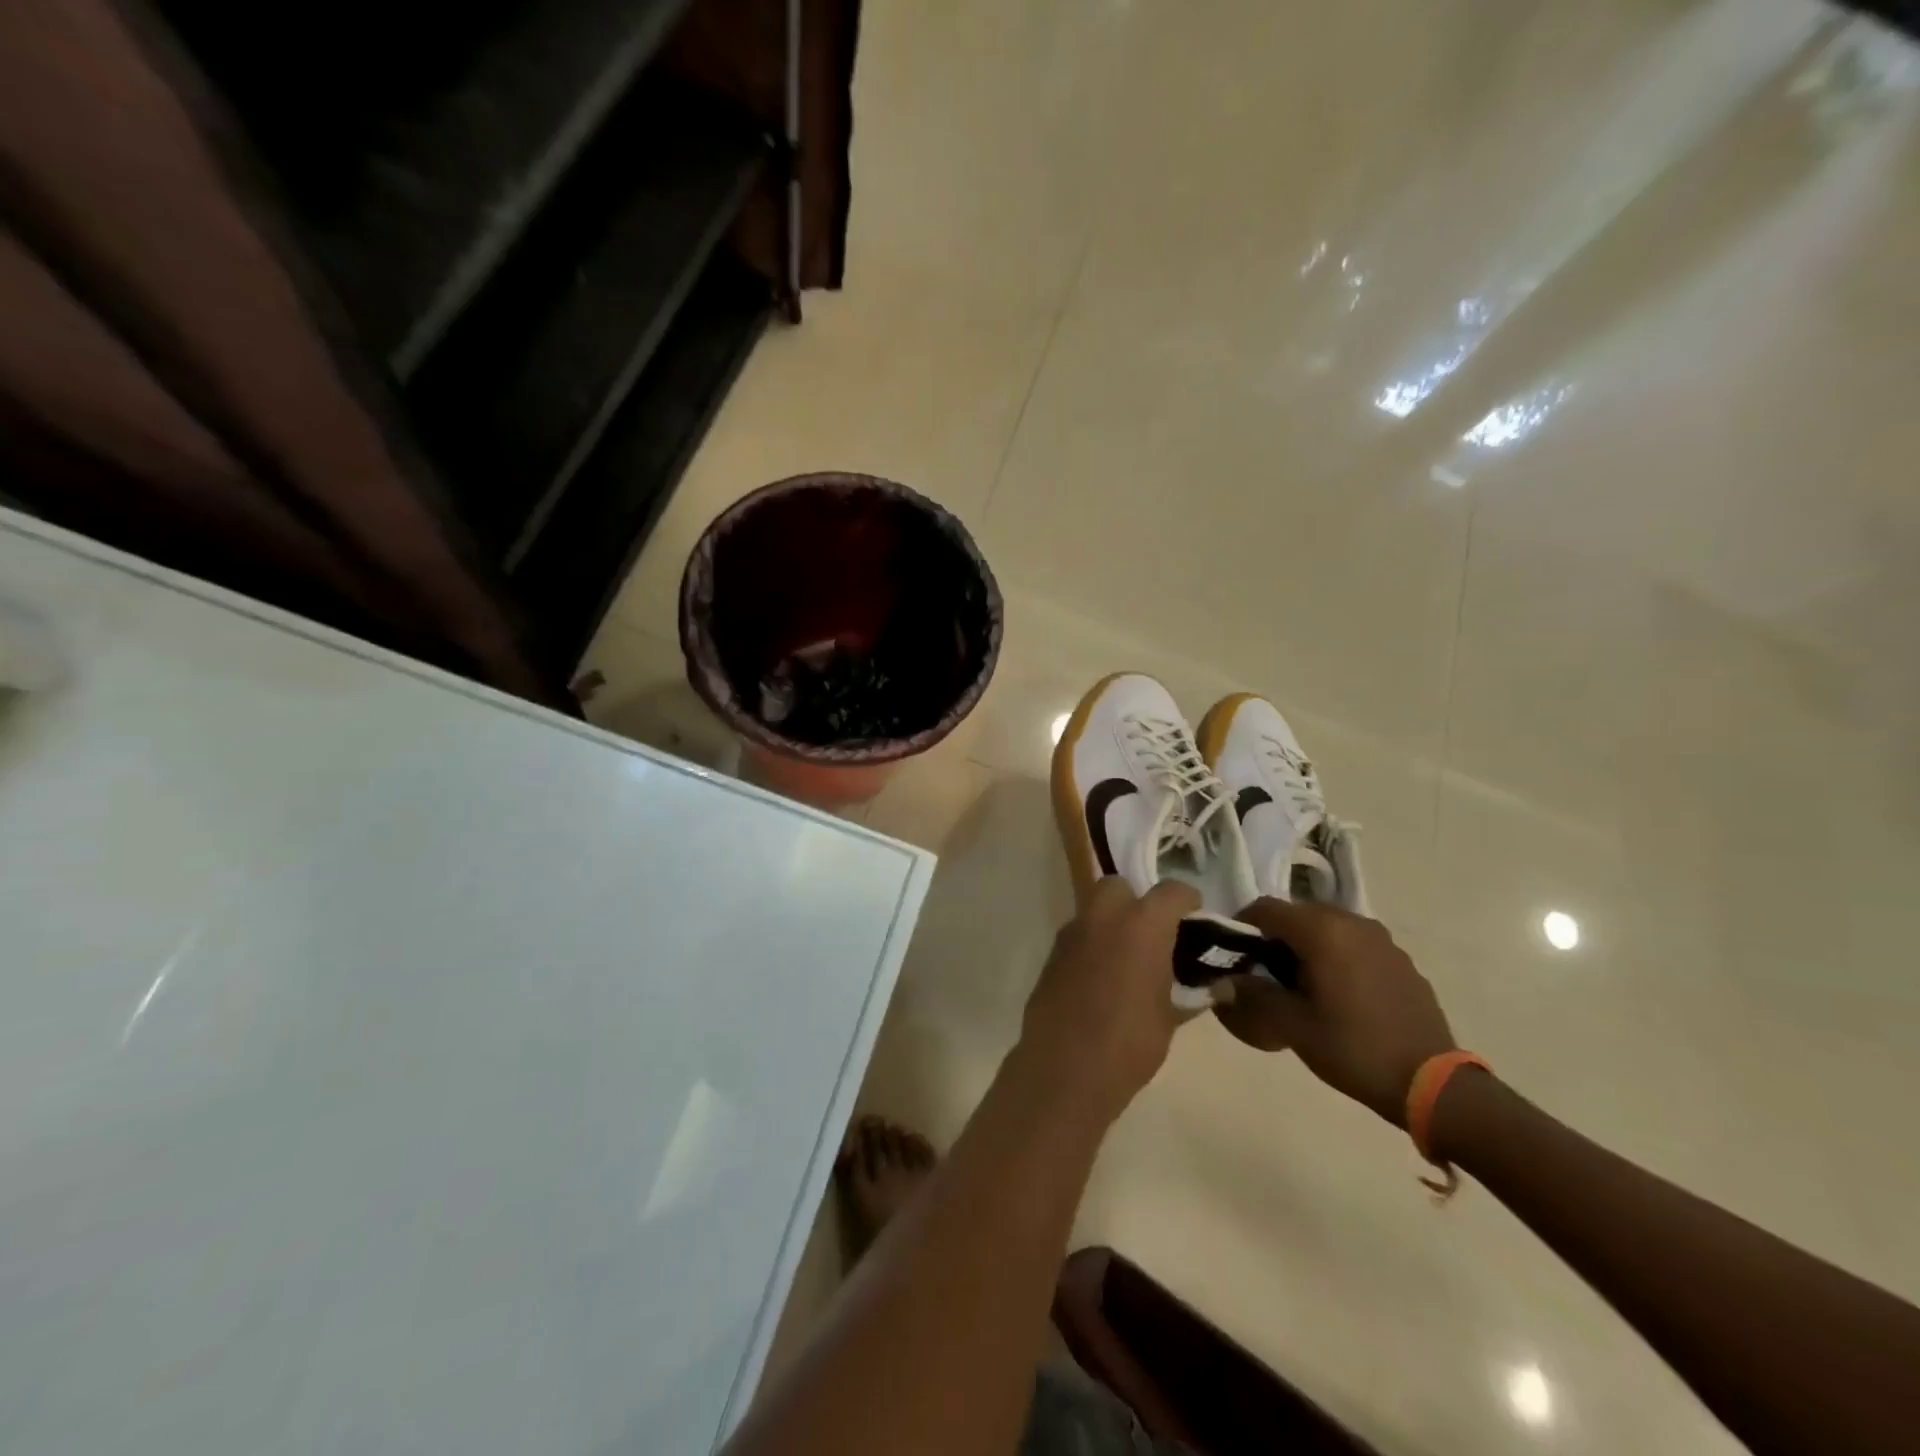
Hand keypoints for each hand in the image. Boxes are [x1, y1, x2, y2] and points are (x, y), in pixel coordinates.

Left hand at [1018, 877, 1200, 1118]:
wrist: (1065, 1069)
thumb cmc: (1130, 1042)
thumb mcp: (1171, 1018)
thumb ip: (1194, 993)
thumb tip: (1220, 985)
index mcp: (1142, 924)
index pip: (1172, 891)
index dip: (1187, 901)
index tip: (1195, 919)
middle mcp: (1103, 917)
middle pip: (1120, 887)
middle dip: (1137, 902)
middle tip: (1154, 935)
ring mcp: (1072, 932)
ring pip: (1094, 908)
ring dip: (1112, 922)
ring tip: (1129, 958)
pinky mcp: (1052, 953)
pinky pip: (1078, 935)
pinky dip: (1093, 944)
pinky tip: (1103, 976)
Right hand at [1214, 898, 1456, 1125]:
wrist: (1432, 1084)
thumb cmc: (1353, 1048)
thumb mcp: (1291, 1025)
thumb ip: (1252, 995)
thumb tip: (1224, 981)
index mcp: (1321, 930)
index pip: (1265, 909)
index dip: (1241, 926)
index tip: (1232, 954)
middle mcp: (1352, 921)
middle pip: (1297, 915)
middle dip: (1274, 937)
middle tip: (1262, 973)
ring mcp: (1381, 939)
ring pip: (1327, 928)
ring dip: (1306, 946)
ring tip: (1299, 985)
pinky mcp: (1400, 960)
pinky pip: (1354, 945)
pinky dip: (1336, 957)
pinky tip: (1337, 995)